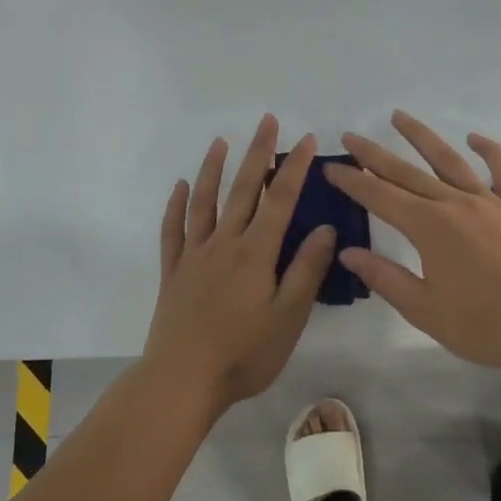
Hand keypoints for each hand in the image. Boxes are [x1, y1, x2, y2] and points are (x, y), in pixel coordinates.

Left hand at [142, 116, 335, 416]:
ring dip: (213, 168)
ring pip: (204, 201)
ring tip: (221, 141)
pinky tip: (180, 187)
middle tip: (266, 121)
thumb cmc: (244, 354)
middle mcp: (224, 243)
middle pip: (242, 189)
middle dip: (257, 153)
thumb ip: (306, 270)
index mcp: (255, 252)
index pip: (280, 199)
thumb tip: (327, 228)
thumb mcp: (288, 317)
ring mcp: (194, 254)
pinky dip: (176, 205)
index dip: (294, 167)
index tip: (305, 139)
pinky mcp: (173, 271)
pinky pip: (173, 230)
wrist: (183, 379)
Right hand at [325, 111, 500, 368]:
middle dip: (374, 154)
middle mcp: (453, 203)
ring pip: (448, 160)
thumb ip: (385, 277)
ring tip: (399, 116)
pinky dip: (489, 151)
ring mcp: (487, 202)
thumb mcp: (424, 309)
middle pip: (406, 172)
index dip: (352, 182)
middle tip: (351, 136)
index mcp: (427, 227)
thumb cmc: (483, 324)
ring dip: (422, 136)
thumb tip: (349, 253)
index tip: (331, 167)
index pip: (379, 196)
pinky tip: (475, 138)